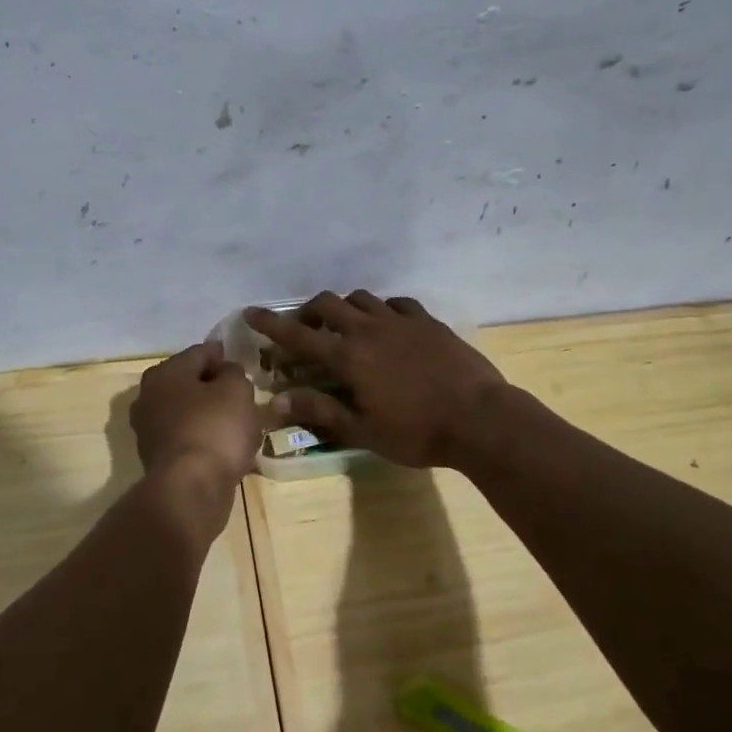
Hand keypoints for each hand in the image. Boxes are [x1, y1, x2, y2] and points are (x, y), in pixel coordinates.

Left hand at [129, 341, 261, 490]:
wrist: (191, 488)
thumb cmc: (214, 428)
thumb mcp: (236, 390)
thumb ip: (233, 373)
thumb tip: (225, 372)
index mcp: (165, 372)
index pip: (200, 353)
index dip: (223, 355)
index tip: (242, 363)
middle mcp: (148, 396)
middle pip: (189, 382)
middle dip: (214, 386)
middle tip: (241, 393)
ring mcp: (149, 429)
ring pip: (187, 411)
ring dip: (209, 413)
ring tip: (238, 421)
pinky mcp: (157, 458)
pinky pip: (187, 437)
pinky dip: (204, 437)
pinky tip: (225, 445)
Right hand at [244, 292, 507, 467]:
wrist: (480, 419)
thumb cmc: (417, 432)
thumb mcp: (363, 430)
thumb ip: (320, 411)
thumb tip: (277, 400)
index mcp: (348, 357)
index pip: (299, 335)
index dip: (272, 323)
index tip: (251, 312)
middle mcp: (369, 330)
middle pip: (328, 303)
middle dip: (308, 310)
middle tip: (304, 327)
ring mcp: (401, 321)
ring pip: (362, 298)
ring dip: (345, 307)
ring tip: (345, 326)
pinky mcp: (428, 322)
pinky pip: (396, 303)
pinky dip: (382, 309)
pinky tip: (387, 324)